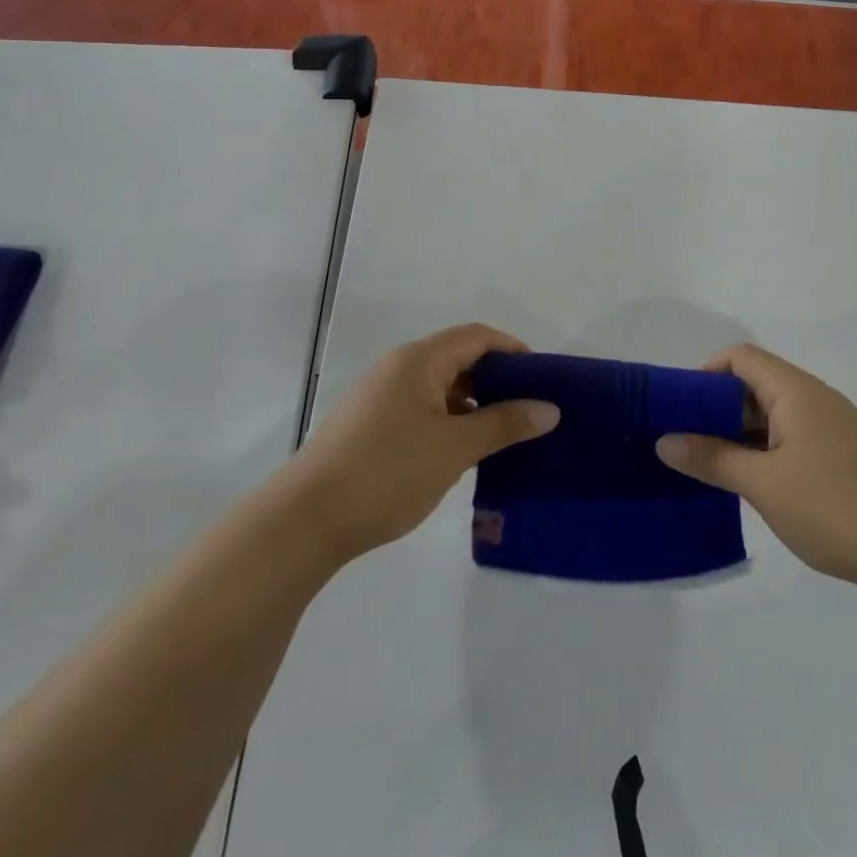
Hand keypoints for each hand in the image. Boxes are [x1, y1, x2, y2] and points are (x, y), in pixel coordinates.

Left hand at [283, 323, 560, 565]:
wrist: (306, 520)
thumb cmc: (388, 472)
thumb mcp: (455, 447)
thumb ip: (504, 424)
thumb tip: (550, 409)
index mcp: (418, 360)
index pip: (476, 337)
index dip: (513, 350)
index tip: (543, 379)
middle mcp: (398, 368)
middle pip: (458, 359)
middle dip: (496, 380)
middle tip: (530, 410)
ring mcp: (380, 397)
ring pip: (439, 388)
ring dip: (473, 405)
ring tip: (504, 435)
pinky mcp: (370, 426)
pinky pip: (421, 410)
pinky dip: (449, 422)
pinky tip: (464, 453)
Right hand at [656, 344, 856, 595]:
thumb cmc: (835, 508)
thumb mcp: (763, 484)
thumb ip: (712, 458)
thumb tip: (664, 440)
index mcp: (796, 391)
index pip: (740, 357)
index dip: (704, 373)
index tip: (677, 409)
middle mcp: (814, 398)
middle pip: (754, 382)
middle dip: (714, 406)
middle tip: (684, 440)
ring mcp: (832, 426)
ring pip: (772, 413)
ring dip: (738, 431)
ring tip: (708, 464)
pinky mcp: (842, 454)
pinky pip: (790, 435)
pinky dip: (762, 448)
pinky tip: (749, 481)